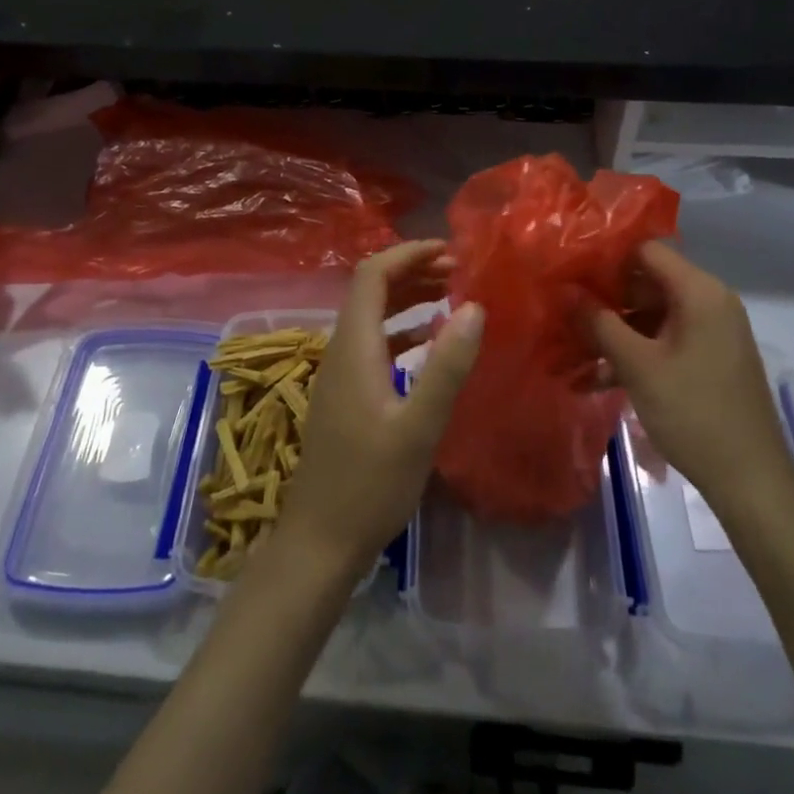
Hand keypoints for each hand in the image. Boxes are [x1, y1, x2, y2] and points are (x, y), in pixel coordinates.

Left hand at [279, 241, 484, 573]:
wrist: (320, 541)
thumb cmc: (370, 485)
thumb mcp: (418, 428)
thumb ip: (446, 367)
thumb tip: (474, 307)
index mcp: (353, 347)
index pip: (371, 275)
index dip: (408, 254)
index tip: (450, 251)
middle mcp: (340, 350)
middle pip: (371, 290)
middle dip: (413, 270)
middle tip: (459, 271)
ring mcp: (340, 373)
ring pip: (372, 316)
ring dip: (408, 298)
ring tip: (450, 294)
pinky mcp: (345, 395)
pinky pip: (374, 343)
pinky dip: (402, 330)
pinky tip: (429, 342)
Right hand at [590, 241, 793, 517]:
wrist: (751, 482)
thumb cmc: (694, 413)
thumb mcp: (638, 366)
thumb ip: (599, 323)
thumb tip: (565, 291)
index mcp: (700, 293)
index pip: (646, 251)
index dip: (605, 258)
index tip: (568, 271)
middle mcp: (709, 303)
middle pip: (647, 283)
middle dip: (603, 299)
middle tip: (561, 311)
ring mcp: (710, 334)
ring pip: (651, 317)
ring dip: (612, 333)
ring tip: (568, 350)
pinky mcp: (707, 361)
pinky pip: (663, 342)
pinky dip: (632, 354)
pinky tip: (594, 378)